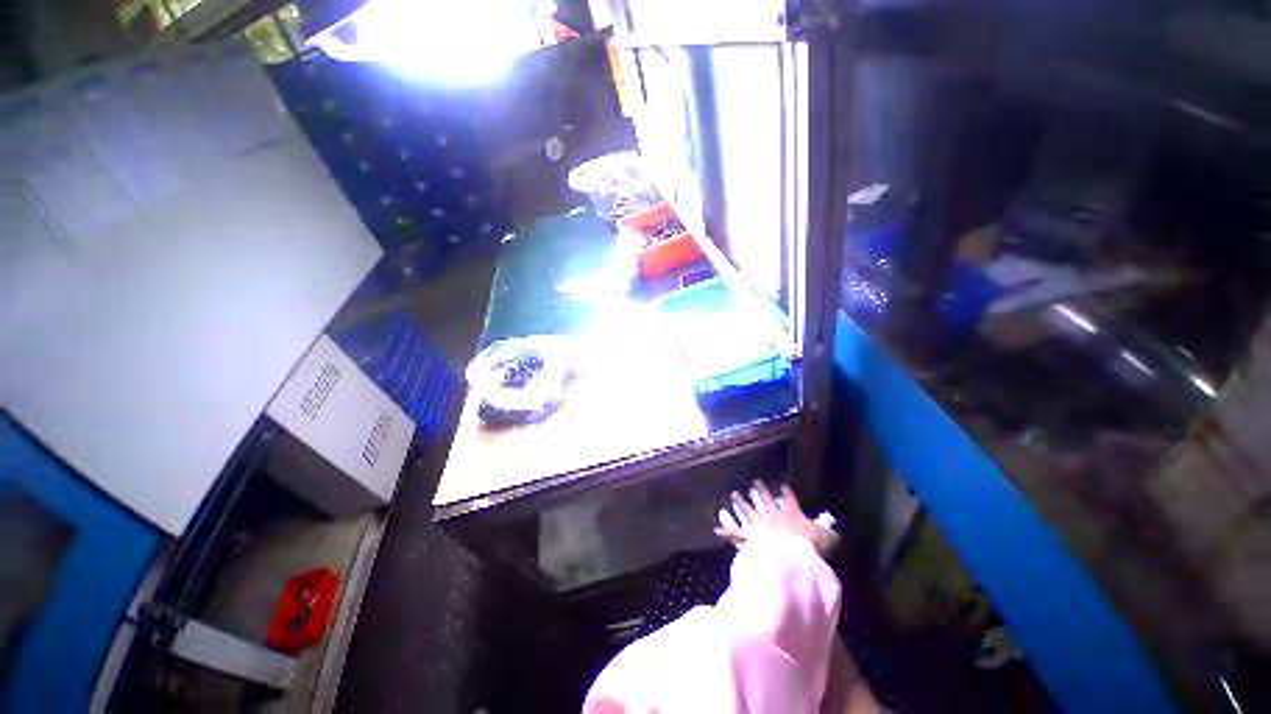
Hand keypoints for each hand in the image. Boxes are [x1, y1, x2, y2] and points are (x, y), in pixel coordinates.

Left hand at [716, 481, 839, 557]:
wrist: (793, 554)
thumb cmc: (811, 546)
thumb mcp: (826, 539)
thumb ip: (830, 534)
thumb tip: (836, 532)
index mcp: (792, 514)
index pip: (790, 500)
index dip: (786, 493)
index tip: (782, 486)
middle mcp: (774, 516)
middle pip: (766, 501)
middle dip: (760, 491)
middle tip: (755, 482)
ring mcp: (760, 525)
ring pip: (749, 511)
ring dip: (741, 503)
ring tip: (734, 494)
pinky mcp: (751, 537)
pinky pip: (737, 534)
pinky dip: (727, 532)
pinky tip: (716, 529)